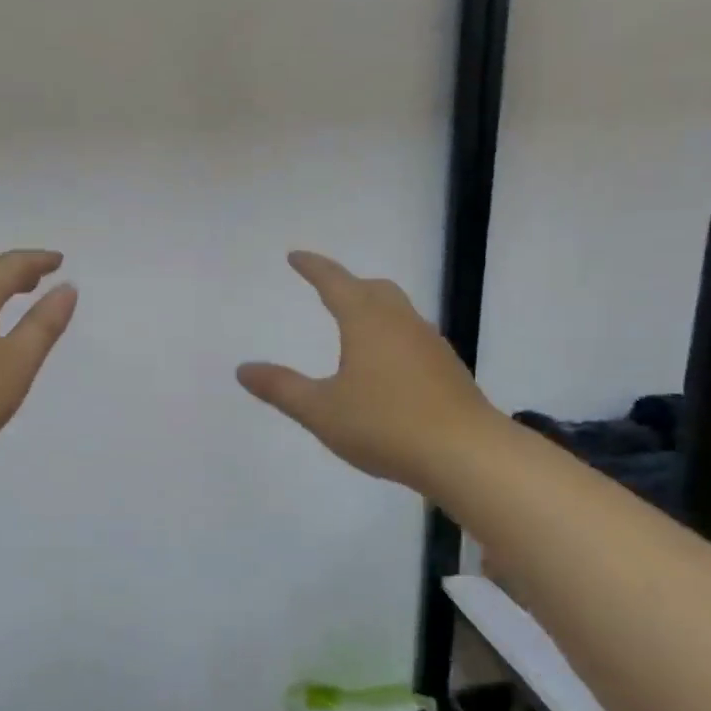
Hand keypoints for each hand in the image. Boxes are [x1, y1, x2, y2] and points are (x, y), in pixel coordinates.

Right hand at [237, 251, 495, 494]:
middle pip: (374, 289)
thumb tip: (243, 369)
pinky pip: (413, 337)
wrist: (466, 454)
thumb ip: (281, 388)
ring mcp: (430, 345)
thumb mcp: (321, 411)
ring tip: (356, 326)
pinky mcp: (448, 370)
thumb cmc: (385, 425)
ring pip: (399, 311)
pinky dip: (393, 336)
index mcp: (367, 322)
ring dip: (374, 308)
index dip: (313, 267)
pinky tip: (388, 366)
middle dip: (348, 284)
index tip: (296, 257)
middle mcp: (401, 323)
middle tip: (328, 289)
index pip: (335, 282)